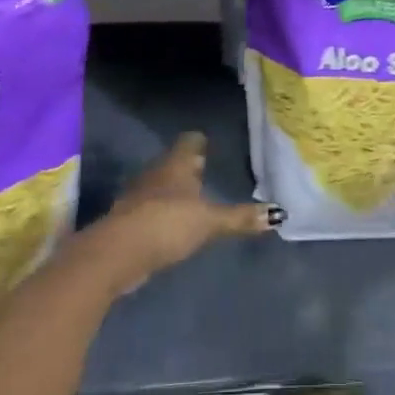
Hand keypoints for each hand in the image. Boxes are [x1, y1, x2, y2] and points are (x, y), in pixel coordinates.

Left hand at [93, 132, 275, 294]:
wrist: (117, 253)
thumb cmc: (167, 224)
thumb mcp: (210, 222)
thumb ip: (240, 218)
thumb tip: (277, 214)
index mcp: (176, 165)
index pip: (190, 141)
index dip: (199, 142)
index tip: (208, 143)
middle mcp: (156, 173)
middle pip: (173, 163)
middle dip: (187, 167)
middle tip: (204, 170)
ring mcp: (138, 197)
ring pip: (159, 185)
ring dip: (173, 191)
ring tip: (190, 199)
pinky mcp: (127, 221)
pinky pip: (149, 209)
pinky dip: (160, 212)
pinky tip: (170, 225)